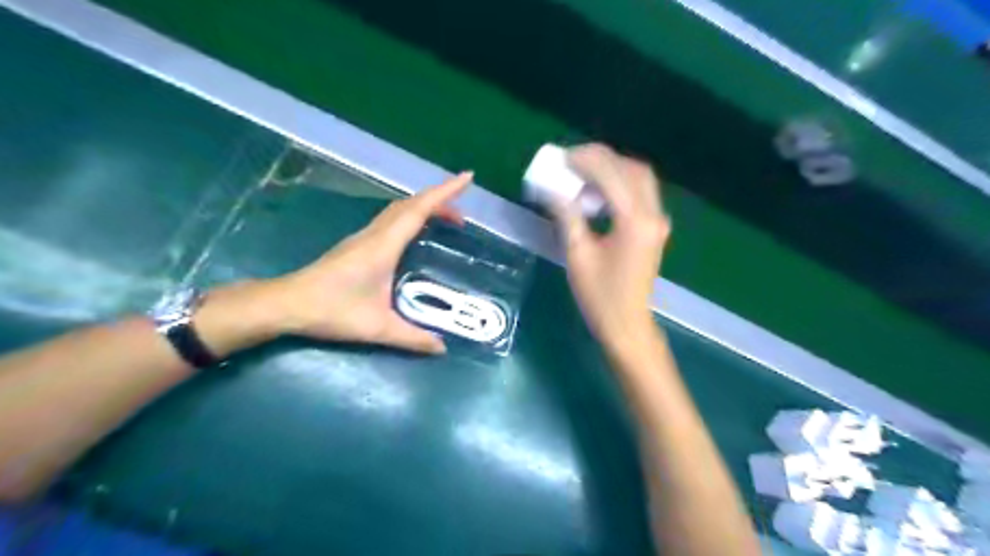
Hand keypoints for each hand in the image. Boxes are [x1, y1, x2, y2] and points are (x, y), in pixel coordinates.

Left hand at [200, 171, 470, 355]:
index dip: (445, 192)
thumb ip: (413, 338)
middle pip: (411, 204)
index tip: (467, 178)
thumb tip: (442, 349)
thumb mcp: (377, 328)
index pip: (419, 210)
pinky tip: (415, 234)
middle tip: (463, 215)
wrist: (286, 304)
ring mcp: (364, 237)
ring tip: (446, 222)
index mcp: (384, 245)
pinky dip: (410, 217)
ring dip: (424, 208)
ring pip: (399, 210)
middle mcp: (375, 234)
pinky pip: (391, 220)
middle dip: (440, 200)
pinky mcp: (357, 245)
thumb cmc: (332, 311)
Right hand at [554, 143, 669, 342]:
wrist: (626, 323)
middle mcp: (653, 215)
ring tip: (582, 172)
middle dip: (602, 158)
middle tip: (573, 160)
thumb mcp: (578, 255)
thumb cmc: (600, 295)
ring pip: (640, 178)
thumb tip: (554, 190)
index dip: (587, 161)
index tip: (563, 158)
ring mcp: (658, 221)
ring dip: (613, 168)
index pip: (612, 176)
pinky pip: (641, 192)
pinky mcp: (655, 228)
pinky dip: (620, 183)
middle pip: (633, 169)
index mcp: (634, 222)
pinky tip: (599, 190)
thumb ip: (568, 216)